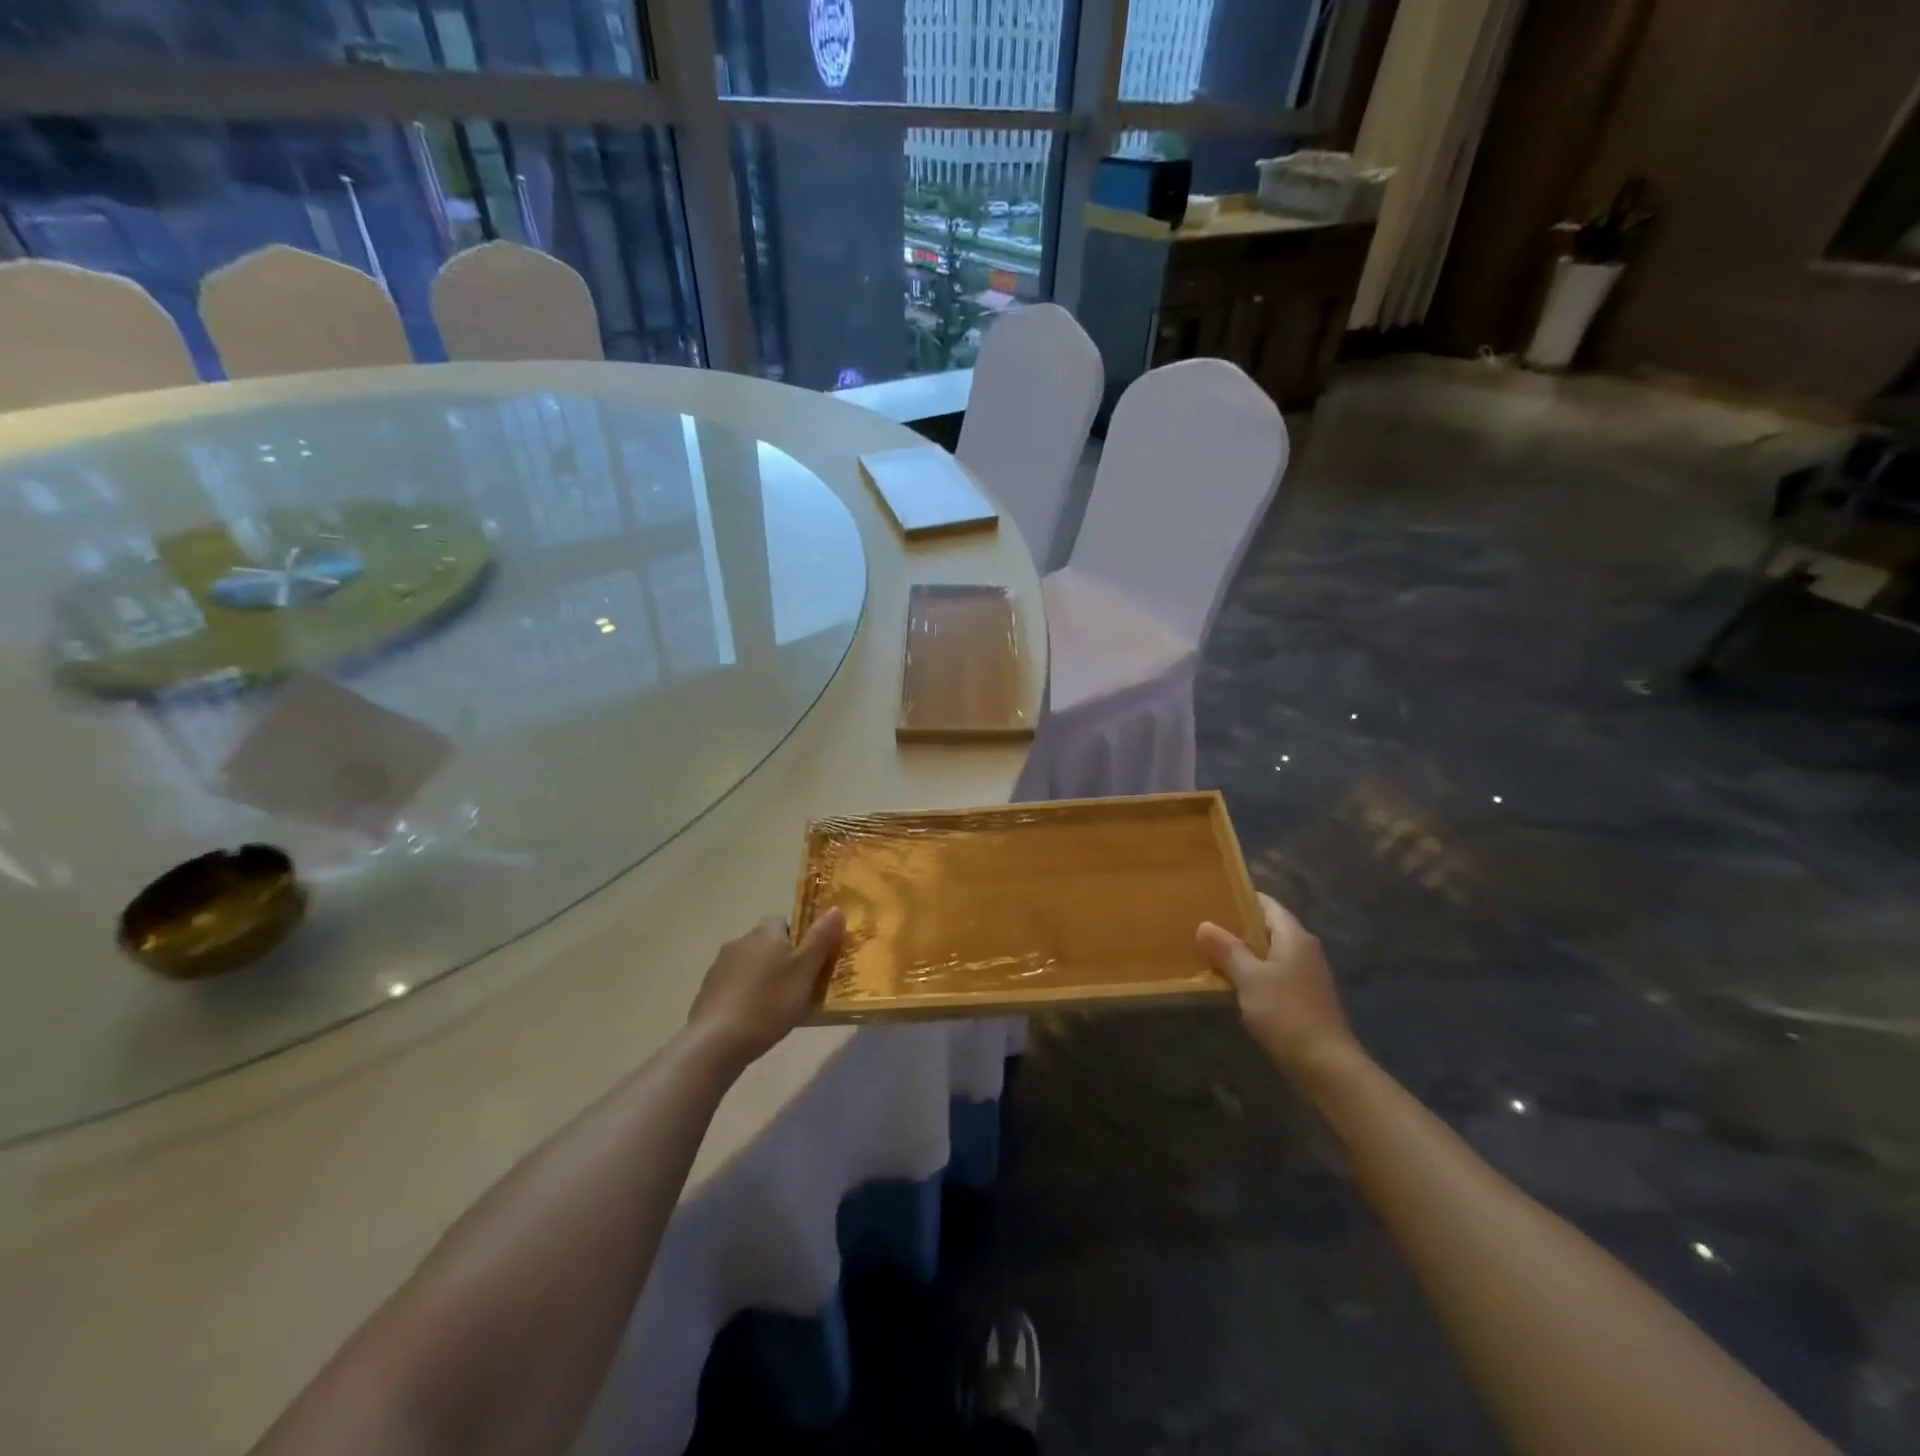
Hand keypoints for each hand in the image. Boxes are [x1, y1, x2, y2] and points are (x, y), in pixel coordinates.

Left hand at [688, 910, 845, 1066]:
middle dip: (782, 961)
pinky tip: (754, 1020)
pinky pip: (735, 987)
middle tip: (799, 987)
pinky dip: (745, 997)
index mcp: (765, 932)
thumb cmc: (769, 1002)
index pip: (785, 922)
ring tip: (777, 1008)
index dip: (800, 939)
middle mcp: (740, 941)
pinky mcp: (707, 992)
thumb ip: (821, 938)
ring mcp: (719, 967)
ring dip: (763, 979)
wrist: (716, 1042)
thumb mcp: (805, 970)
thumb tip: (835, 908)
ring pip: (751, 966)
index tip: (810, 963)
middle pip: (768, 944)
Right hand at [1198, 894, 1358, 1083]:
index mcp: (1294, 936)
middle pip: (1268, 927)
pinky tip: (1232, 982)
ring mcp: (1307, 975)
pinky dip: (1254, 972)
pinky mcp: (1305, 998)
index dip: (1240, 898)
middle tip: (1204, 924)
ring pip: (1270, 952)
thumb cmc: (1286, 1012)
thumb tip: (1204, 924)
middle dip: (1238, 926)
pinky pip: (1274, 973)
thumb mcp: (1249, 977)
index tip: (1212, 897)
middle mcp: (1304, 949)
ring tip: (1211, 951)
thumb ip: (1227, 949)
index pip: (1266, 904)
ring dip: (1244, 952)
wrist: (1326, 1065)